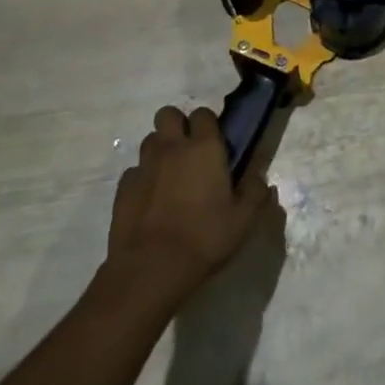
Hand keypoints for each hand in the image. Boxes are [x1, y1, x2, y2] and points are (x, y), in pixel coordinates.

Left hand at [105, 106, 277, 302]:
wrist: (150, 270)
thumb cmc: (204, 238)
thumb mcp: (244, 219)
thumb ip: (256, 192)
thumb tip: (261, 179)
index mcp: (204, 148)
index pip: (203, 114)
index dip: (209, 124)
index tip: (216, 143)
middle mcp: (172, 148)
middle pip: (168, 115)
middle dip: (177, 125)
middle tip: (189, 150)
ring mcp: (144, 167)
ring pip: (150, 140)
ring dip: (160, 149)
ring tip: (170, 175)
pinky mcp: (123, 189)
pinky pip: (134, 171)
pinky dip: (144, 178)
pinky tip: (151, 200)